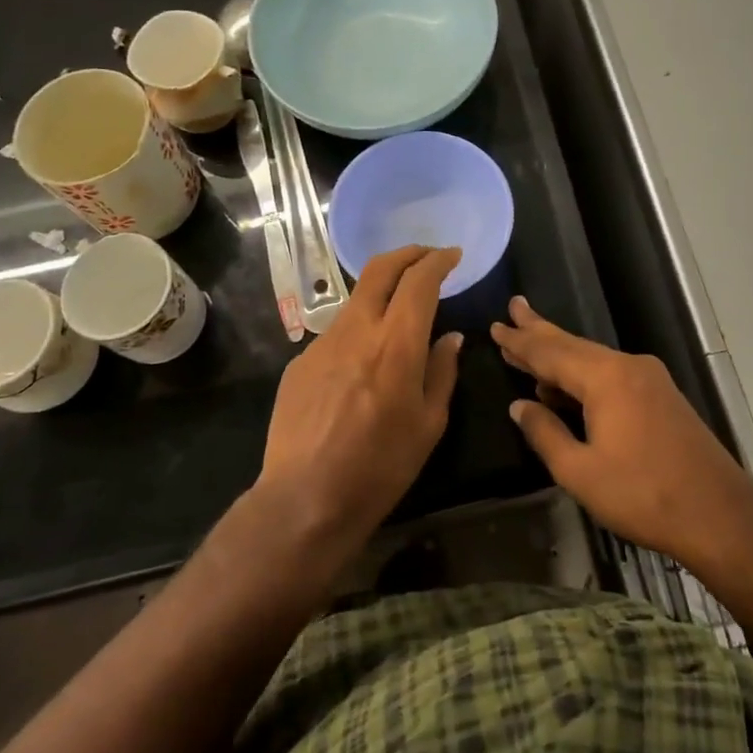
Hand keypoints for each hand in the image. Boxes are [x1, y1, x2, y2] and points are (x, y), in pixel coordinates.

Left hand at [255, 246, 462, 561]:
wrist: (305, 498)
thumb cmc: (380, 466)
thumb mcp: (429, 423)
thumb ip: (442, 371)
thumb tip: (451, 338)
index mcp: (396, 344)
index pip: (419, 281)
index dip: (438, 261)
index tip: (452, 256)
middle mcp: (356, 331)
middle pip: (380, 270)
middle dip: (407, 254)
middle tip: (426, 257)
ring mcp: (322, 343)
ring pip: (356, 300)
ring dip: (381, 293)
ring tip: (398, 312)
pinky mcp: (300, 362)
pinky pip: (336, 335)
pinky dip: (358, 332)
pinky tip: (362, 366)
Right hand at [492, 297, 752, 568]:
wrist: (719, 515)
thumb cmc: (643, 495)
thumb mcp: (580, 472)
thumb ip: (545, 433)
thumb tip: (520, 406)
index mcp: (606, 378)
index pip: (551, 353)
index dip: (520, 342)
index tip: (496, 326)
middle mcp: (628, 366)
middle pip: (573, 345)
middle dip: (540, 329)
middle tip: (514, 308)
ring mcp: (649, 378)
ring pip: (593, 358)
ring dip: (560, 352)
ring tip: (529, 340)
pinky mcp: (661, 395)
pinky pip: (611, 373)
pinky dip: (582, 373)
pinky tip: (566, 384)